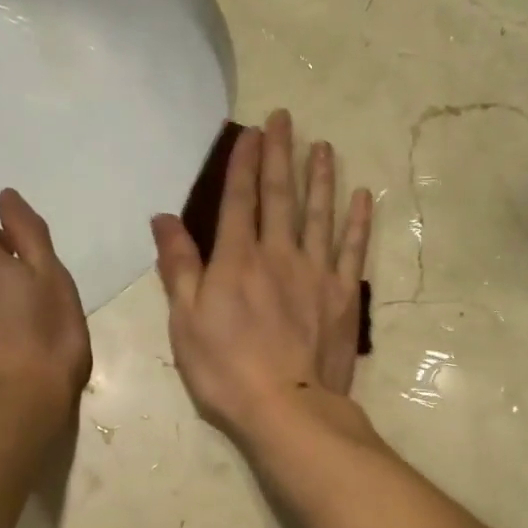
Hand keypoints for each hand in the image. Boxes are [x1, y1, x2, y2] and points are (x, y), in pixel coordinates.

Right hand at [151, 109, 372, 446]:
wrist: (286, 408)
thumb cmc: (225, 369)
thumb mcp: (185, 321)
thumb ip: (179, 266)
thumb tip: (164, 218)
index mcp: (237, 260)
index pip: (239, 199)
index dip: (244, 163)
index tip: (252, 132)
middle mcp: (278, 254)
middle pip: (281, 196)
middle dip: (281, 155)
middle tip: (286, 119)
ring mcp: (316, 273)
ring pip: (320, 214)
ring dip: (321, 178)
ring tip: (323, 146)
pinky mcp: (343, 295)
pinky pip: (353, 250)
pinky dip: (358, 222)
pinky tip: (362, 197)